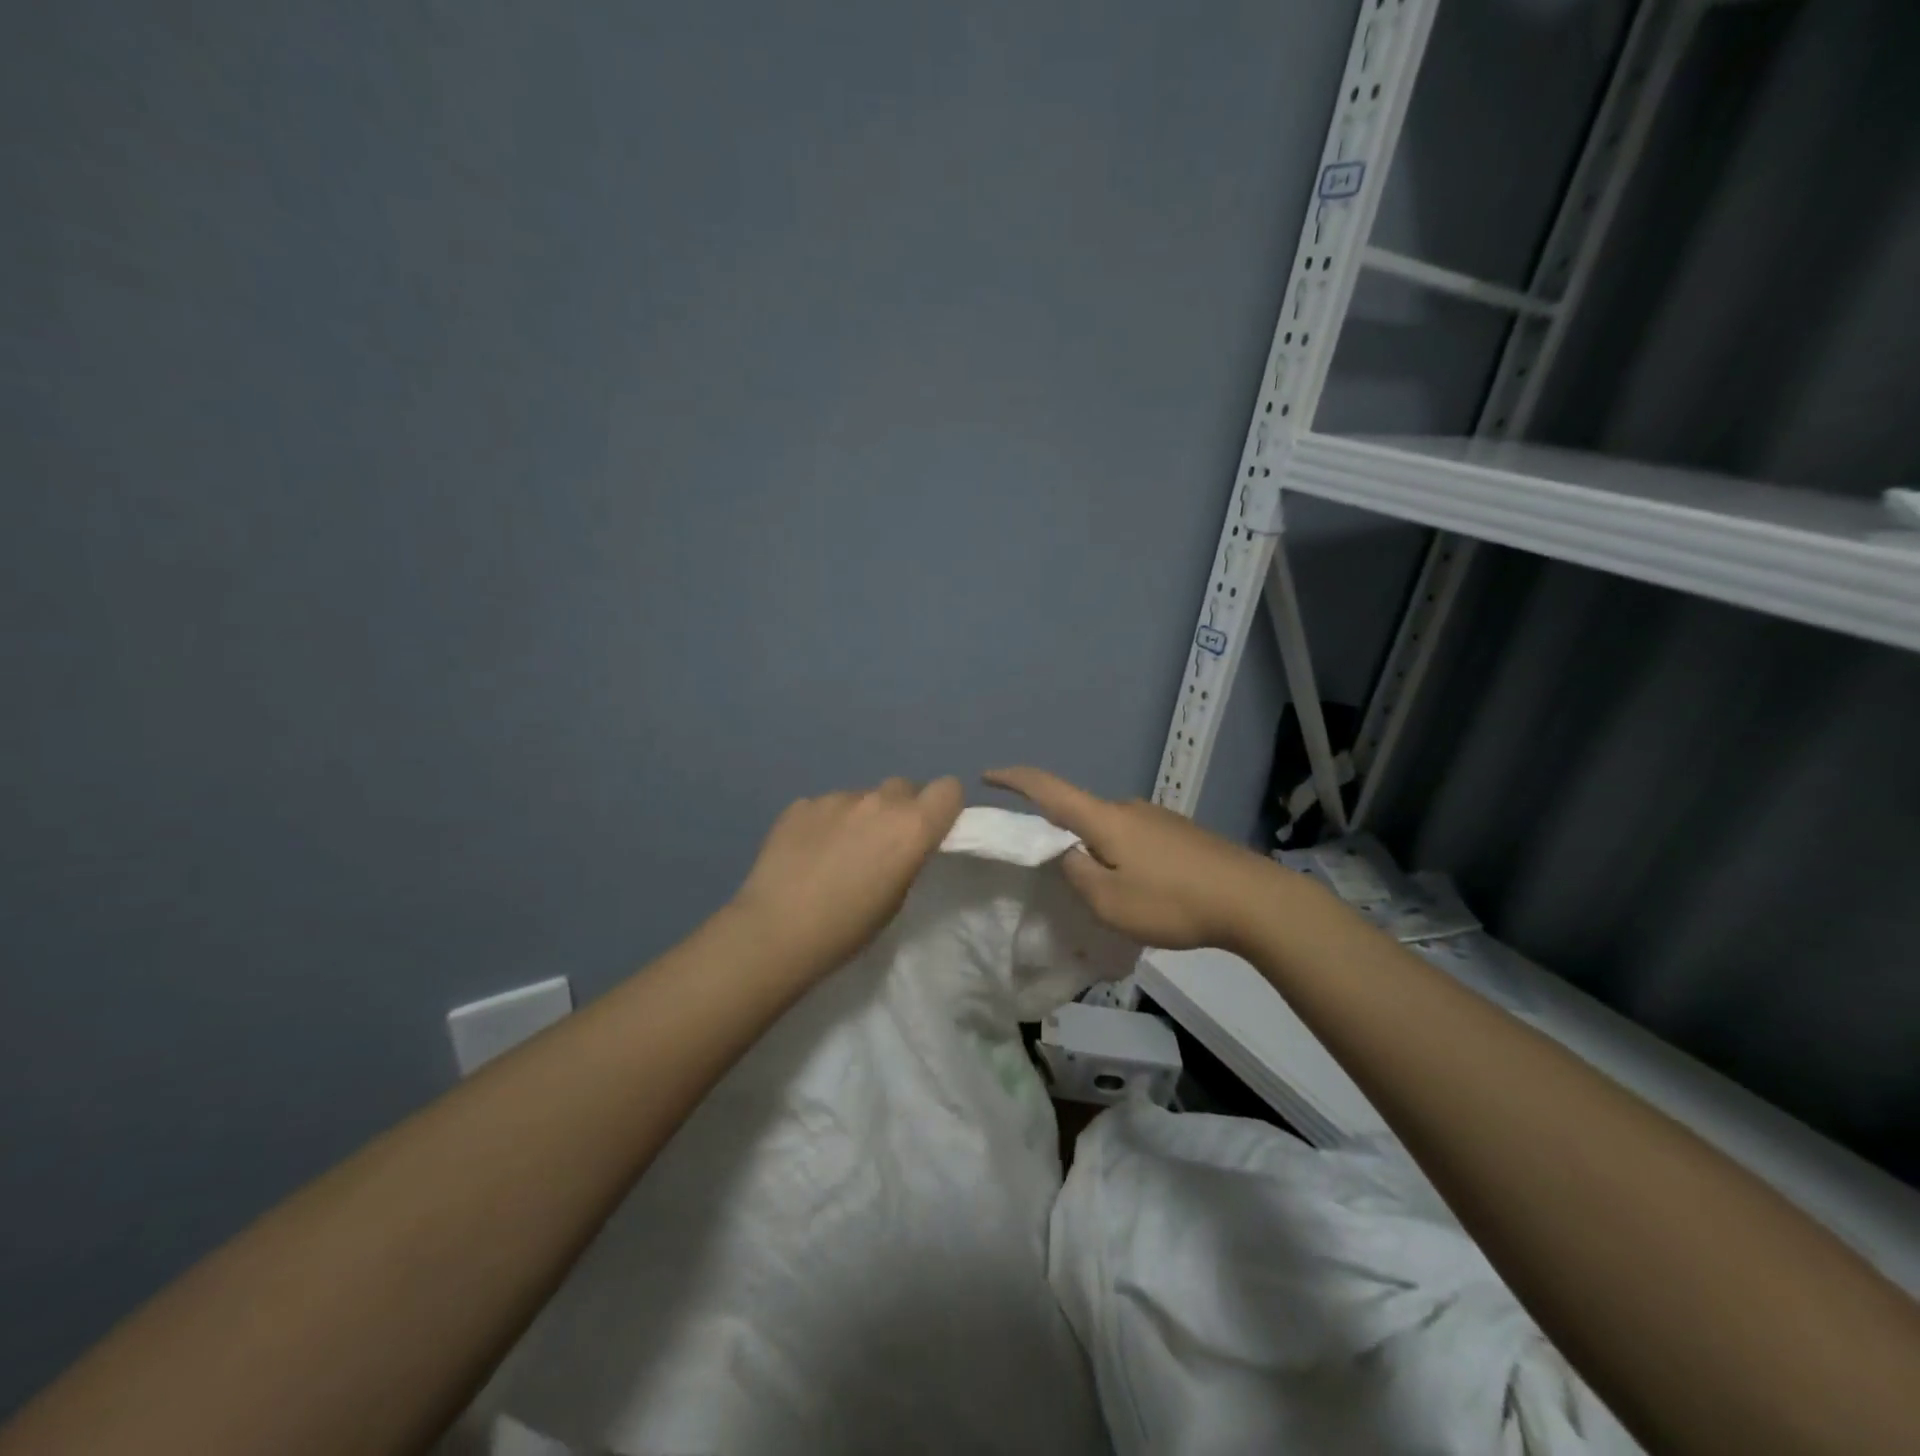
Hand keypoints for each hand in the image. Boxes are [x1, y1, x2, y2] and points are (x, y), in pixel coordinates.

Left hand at [731, 776, 964, 976]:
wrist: (777, 931)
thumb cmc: (849, 927)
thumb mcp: (898, 897)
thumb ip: (908, 854)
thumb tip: (901, 839)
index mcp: (912, 825)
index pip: (948, 788)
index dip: (942, 806)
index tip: (930, 830)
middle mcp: (878, 801)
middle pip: (903, 787)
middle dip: (899, 809)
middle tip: (882, 844)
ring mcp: (835, 798)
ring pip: (861, 797)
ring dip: (859, 816)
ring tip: (837, 852)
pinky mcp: (800, 804)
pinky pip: (825, 805)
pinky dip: (824, 823)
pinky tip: (807, 853)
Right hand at [983, 767, 1282, 952]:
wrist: (1254, 901)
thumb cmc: (1173, 901)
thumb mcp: (1110, 902)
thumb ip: (1077, 874)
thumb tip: (1068, 855)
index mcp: (1105, 819)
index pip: (1049, 789)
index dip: (1015, 779)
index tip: (988, 775)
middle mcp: (1128, 808)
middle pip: (1081, 814)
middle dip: (1063, 837)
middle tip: (1061, 877)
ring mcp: (1158, 818)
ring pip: (1111, 831)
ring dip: (1100, 853)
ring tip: (1110, 895)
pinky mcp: (1182, 833)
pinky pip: (1137, 840)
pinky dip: (1126, 858)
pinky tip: (1144, 891)